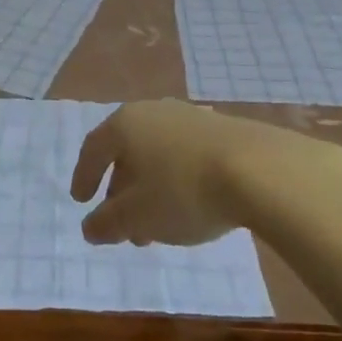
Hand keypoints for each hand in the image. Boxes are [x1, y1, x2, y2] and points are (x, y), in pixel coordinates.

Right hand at [70, 99, 340, 246]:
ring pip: (158, 154)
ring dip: (151, 189)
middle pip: (127, 151)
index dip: (84, 176)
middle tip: (123, 225)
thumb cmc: (184, 191)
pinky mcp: (223, 129)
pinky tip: (192, 206)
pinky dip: (178, 180)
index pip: (93, 148)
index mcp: (125, 124)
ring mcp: (190, 117)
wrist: (260, 170)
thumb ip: (107, 223)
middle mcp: (153, 112)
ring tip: (158, 226)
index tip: (81, 201)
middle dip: (122, 190)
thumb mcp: (138, 217)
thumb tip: (89, 228)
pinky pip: (186, 155)